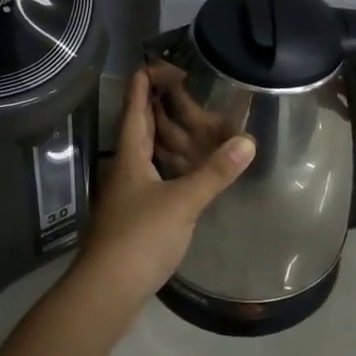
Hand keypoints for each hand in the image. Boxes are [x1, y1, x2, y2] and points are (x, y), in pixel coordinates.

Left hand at [73, 69, 253, 310]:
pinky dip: (170, 167)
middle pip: (139, 128)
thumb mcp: (182, 202)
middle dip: (158, 106)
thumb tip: (248, 140)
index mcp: (130, 156)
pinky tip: (187, 173)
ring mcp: (126, 195)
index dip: (145, 82)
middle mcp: (124, 169)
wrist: (107, 292)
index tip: (163, 64)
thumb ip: (215, 173)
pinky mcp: (133, 217)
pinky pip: (153, 179)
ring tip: (193, 125)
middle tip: (187, 91)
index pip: (134, 107)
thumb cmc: (139, 238)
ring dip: (165, 137)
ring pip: (145, 155)